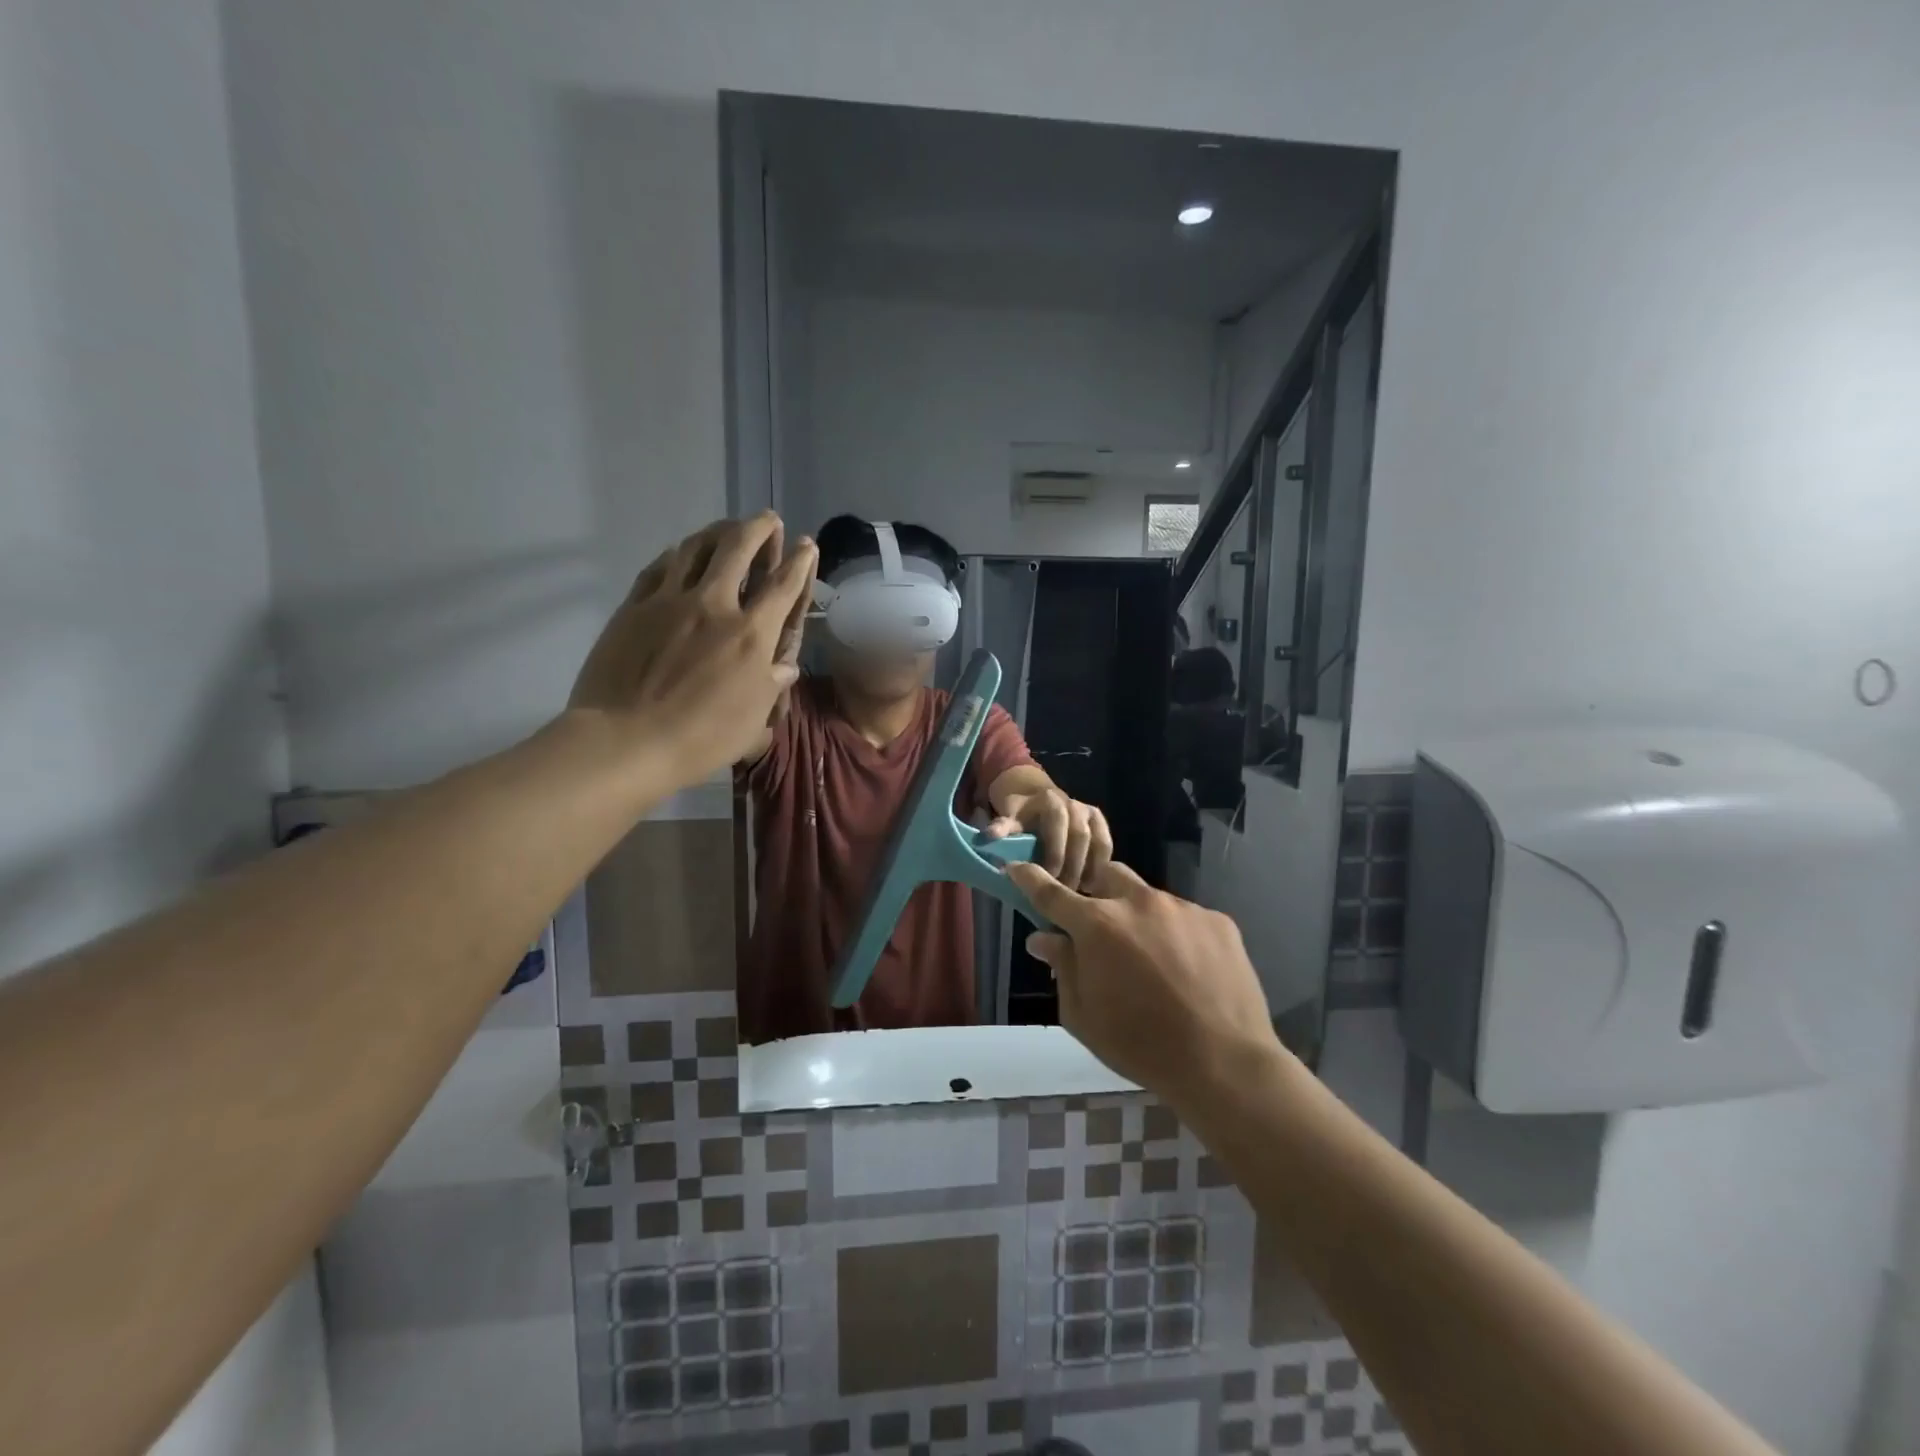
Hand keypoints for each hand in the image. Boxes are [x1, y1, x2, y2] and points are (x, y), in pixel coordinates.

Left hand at [570, 513, 816, 786]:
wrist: (625, 741)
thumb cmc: (700, 739)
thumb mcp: (752, 720)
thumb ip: (770, 685)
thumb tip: (783, 667)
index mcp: (751, 634)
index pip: (783, 585)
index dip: (799, 561)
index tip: (805, 544)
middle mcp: (714, 605)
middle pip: (739, 548)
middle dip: (758, 528)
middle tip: (767, 520)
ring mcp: (669, 601)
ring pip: (695, 547)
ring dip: (717, 531)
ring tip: (727, 528)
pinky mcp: (634, 607)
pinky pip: (659, 567)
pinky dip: (677, 554)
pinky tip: (680, 554)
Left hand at [987, 788, 1111, 889]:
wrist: (1037, 798)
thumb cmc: (1020, 814)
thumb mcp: (1008, 818)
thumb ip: (1001, 827)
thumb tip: (987, 838)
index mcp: (1049, 800)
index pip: (1056, 824)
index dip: (1055, 851)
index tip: (1050, 877)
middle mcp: (1072, 803)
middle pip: (1079, 835)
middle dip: (1073, 864)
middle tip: (1066, 891)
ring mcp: (1088, 811)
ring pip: (1096, 841)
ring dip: (1090, 867)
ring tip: (1081, 892)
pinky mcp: (1099, 822)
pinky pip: (1105, 844)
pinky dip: (1101, 864)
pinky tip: (1093, 886)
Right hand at [1006, 860, 1281, 1106]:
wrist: (1224, 1063)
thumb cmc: (1140, 1046)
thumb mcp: (1083, 1016)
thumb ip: (1062, 967)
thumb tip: (1044, 938)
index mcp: (1097, 925)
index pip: (1051, 892)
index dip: (1029, 878)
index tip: (1015, 866)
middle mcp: (1138, 902)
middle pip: (1106, 876)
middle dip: (1096, 893)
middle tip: (1099, 927)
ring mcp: (1182, 908)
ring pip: (1148, 898)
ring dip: (1138, 918)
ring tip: (1151, 960)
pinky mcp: (1217, 921)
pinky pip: (1186, 917)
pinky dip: (1176, 935)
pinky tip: (1187, 971)